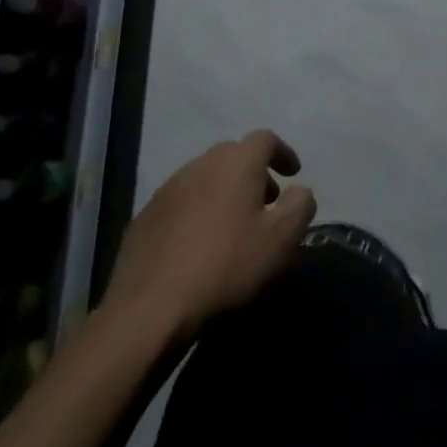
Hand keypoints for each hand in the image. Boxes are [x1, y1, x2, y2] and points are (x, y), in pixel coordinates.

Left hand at [101, 130, 315, 343]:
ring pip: (205, 177)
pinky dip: (198, 210)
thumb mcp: (281, 239)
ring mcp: (167, 189)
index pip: (265, 139)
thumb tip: (299, 191)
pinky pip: (182, 201)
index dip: (283, 153)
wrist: (151, 306)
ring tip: (234, 224)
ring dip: (225, 190)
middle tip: (266, 202)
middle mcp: (200, 165)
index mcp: (236, 163)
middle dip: (254, 172)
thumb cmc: (227, 265)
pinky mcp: (145, 216)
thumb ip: (300, 206)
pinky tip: (200, 243)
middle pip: (233, 155)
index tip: (293, 175)